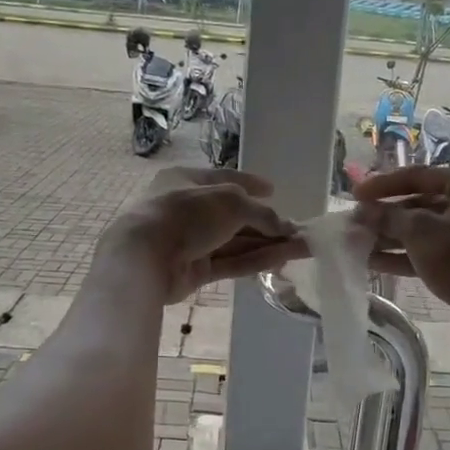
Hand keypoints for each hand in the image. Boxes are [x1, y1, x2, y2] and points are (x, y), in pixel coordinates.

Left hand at [101, 168, 306, 303]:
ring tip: (303, 247)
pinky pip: (231, 262)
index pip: (224, 178)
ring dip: (270, 244)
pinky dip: (256, 260)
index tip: (274, 189)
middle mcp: (189, 210)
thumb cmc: (186, 214)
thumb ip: (261, 213)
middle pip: (235, 215)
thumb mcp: (231, 203)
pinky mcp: (195, 270)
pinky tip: (283, 259)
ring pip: (237, 242)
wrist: (145, 257)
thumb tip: (285, 228)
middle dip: (267, 223)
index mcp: (187, 181)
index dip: (251, 183)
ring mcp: (192, 242)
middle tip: (298, 229)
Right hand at [354, 167, 449, 340]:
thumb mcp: (420, 232)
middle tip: (355, 222)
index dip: (384, 185)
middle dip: (386, 215)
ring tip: (357, 242)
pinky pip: (429, 250)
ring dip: (391, 236)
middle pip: (421, 203)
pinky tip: (373, 261)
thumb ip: (388, 217)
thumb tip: (362, 211)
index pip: (420, 176)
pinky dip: (404, 254)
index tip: (356, 194)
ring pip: (423, 229)